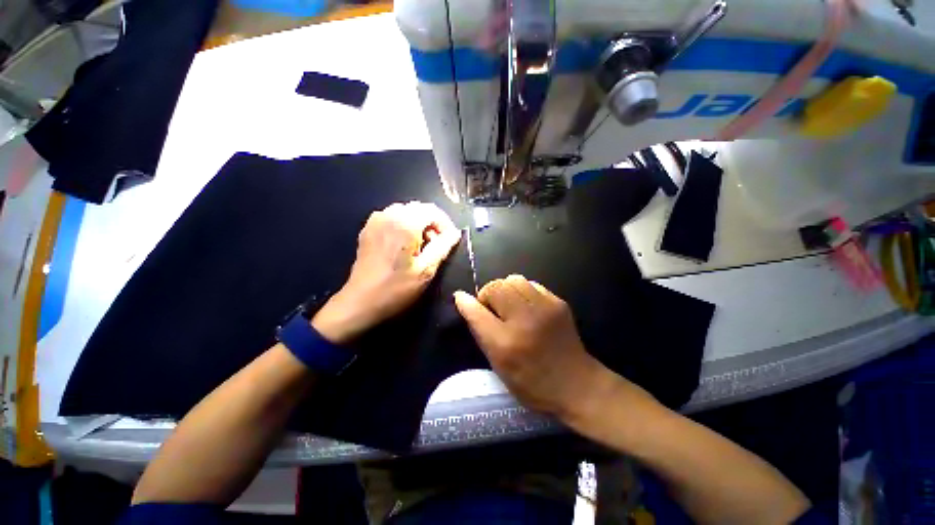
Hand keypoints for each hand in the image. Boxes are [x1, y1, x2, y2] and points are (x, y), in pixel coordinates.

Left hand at [312, 202, 460, 344]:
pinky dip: (403, 225)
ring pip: (405, 211)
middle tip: (436, 245)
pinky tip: (403, 244)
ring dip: (418, 224)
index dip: (445, 224)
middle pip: (419, 208)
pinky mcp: (368, 229)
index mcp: (404, 223)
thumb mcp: (426, 270)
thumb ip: (443, 247)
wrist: (360, 301)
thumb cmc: (396, 288)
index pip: (432, 210)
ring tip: (420, 246)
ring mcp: (376, 220)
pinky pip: (392, 217)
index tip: (449, 240)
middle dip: (432, 223)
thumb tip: (455, 233)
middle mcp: (389, 215)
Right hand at [453, 275, 611, 417]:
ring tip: (508, 304)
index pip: (476, 312)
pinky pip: (531, 284)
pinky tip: (526, 306)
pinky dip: (522, 291)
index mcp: (505, 343)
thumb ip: (480, 332)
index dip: (465, 302)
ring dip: (504, 289)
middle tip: (492, 308)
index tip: (460, 297)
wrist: (576, 384)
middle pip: (495, 287)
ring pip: (513, 279)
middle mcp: (524, 321)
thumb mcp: (498, 365)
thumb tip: (465, 303)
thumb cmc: (531, 383)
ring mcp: (544, 308)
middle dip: (487, 295)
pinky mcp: (558, 302)